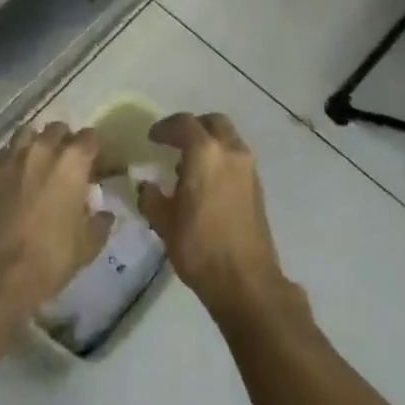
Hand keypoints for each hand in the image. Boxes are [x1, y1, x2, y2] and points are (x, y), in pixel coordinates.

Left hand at [0, 122, 113, 319]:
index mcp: (72, 162)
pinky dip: (12, 160)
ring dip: (36, 144)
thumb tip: (104, 213)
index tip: (92, 162)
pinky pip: (5, 154)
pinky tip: (13, 179)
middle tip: (65, 163)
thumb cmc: (50, 258)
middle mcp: (42, 149)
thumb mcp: (87, 246)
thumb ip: (99, 223)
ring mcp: (11, 157)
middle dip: (64, 141)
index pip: (89, 137)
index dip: (92, 148)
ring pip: (27, 134)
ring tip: (37, 163)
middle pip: (57, 129)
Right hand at [140, 113, 297, 329]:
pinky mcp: (257, 187)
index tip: (152, 138)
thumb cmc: (200, 247)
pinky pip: (236, 158)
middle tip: (174, 142)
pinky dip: (220, 159)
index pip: (184, 124)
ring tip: (188, 166)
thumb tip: (146, 186)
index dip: (165, 127)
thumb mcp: (164, 222)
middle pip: (213, 122)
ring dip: (209, 143)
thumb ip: (151, 197)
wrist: (246, 281)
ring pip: (228, 139)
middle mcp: (230, 152)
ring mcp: (248, 169)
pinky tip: (206, 183)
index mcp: (205, 153)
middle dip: (193, 127)